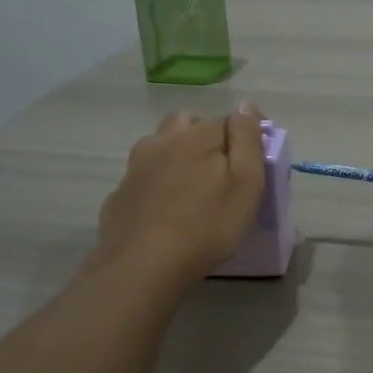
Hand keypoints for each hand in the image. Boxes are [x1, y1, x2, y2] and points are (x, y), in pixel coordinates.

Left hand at [94, 105, 266, 278]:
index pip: (227, 119)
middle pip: (187, 123)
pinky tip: (163, 208)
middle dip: (204, 135)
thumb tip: (246, 105)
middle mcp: (162, 141)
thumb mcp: (246, 183)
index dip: (243, 136)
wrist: (144, 266)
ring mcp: (135, 167)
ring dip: (176, 154)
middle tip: (219, 168)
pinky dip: (155, 182)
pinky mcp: (119, 194)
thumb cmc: (207, 225)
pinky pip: (143, 176)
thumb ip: (247, 139)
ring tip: (190, 186)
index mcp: (196, 136)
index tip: (252, 161)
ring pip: (159, 146)